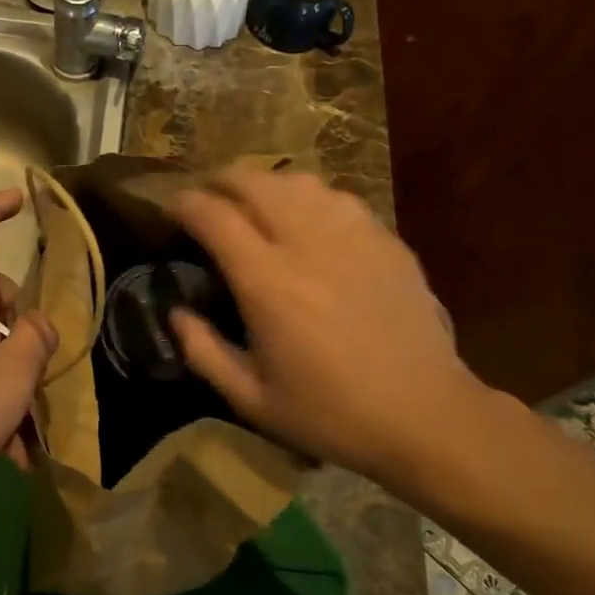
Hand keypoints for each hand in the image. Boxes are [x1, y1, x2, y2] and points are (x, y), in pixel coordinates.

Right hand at [167, 168, 481, 487]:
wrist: (424, 415)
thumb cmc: (331, 413)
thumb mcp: (252, 399)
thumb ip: (203, 351)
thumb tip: (176, 312)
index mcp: (268, 282)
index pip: (214, 216)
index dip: (184, 204)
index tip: (171, 210)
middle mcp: (307, 243)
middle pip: (253, 181)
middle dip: (219, 180)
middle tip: (206, 198)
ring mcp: (353, 234)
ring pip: (297, 181)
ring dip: (264, 185)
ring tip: (253, 204)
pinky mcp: (386, 239)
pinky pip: (337, 197)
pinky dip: (308, 198)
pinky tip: (307, 220)